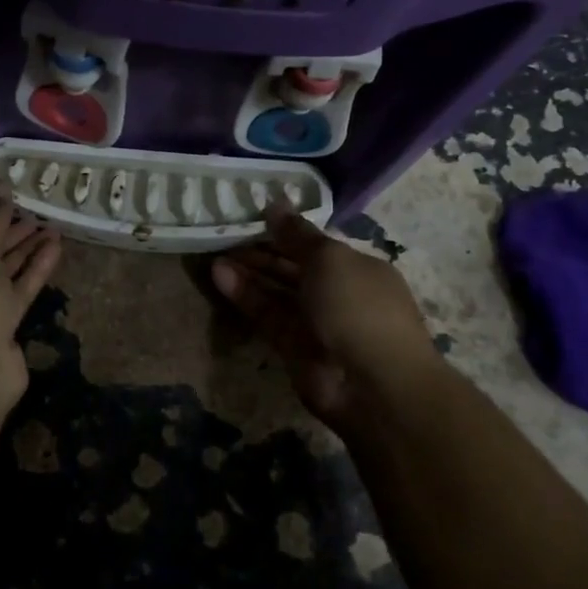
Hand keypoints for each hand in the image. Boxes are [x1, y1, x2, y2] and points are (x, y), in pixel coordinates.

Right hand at [212, 206, 438, 429]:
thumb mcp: (329, 259)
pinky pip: (266, 314)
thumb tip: (275, 202)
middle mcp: (338, 293)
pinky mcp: (292, 347)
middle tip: (225, 233)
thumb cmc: (358, 307)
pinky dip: (244, 295)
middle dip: (262, 251)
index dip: (286, 230)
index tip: (252, 216)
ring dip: (248, 272)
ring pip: (276, 291)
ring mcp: (315, 322)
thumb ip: (296, 233)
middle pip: (293, 267)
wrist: (372, 386)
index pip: (316, 244)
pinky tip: (219, 274)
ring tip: (215, 253)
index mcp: (357, 267)